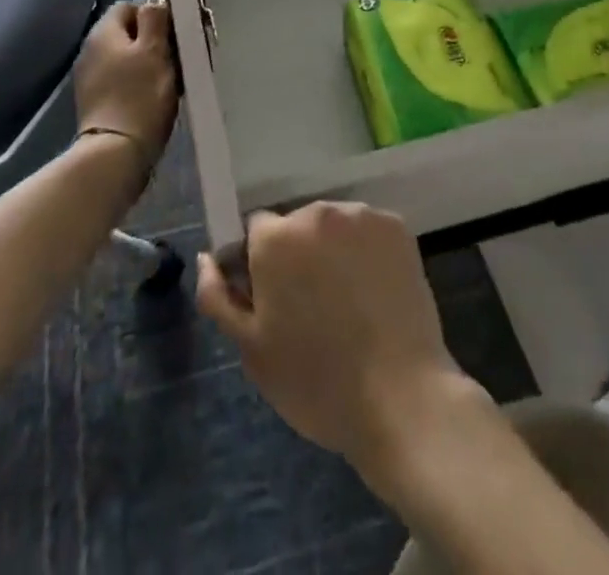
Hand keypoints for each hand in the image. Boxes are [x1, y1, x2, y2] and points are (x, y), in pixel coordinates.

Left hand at [73, 1, 177, 165]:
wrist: (115, 153)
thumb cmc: (140, 95)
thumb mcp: (155, 50)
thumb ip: (155, 18)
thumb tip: (155, 1)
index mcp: (103, 32)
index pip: (129, 6)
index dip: (154, 15)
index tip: (174, 33)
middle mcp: (90, 50)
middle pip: (128, 33)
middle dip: (154, 41)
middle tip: (178, 57)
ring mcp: (90, 77)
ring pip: (126, 57)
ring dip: (148, 63)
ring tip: (171, 80)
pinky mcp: (96, 102)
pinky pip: (121, 80)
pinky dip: (138, 83)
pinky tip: (154, 98)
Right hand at [196, 203, 477, 476]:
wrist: (401, 397)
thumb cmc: (315, 381)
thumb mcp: (251, 350)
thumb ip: (218, 297)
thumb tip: (207, 258)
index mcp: (276, 238)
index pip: (255, 231)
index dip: (261, 265)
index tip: (274, 301)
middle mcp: (317, 212)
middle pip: (297, 225)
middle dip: (298, 256)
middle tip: (312, 308)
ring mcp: (361, 216)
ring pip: (334, 227)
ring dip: (333, 252)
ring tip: (348, 304)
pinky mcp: (397, 225)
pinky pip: (368, 231)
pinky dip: (367, 252)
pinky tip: (374, 293)